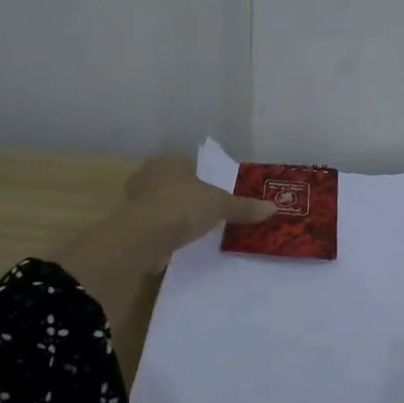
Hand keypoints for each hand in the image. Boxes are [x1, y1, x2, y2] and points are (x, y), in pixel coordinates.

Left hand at [118, 155, 274, 271]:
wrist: (144, 237)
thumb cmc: (183, 207)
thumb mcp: (220, 206)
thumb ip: (243, 207)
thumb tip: (273, 207)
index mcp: (170, 161)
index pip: (187, 163)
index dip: (200, 176)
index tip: (212, 192)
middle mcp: (149, 174)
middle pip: (173, 182)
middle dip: (186, 194)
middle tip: (204, 210)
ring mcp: (135, 199)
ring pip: (160, 202)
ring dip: (172, 212)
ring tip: (192, 228)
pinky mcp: (130, 223)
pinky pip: (152, 223)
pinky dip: (163, 230)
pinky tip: (176, 241)